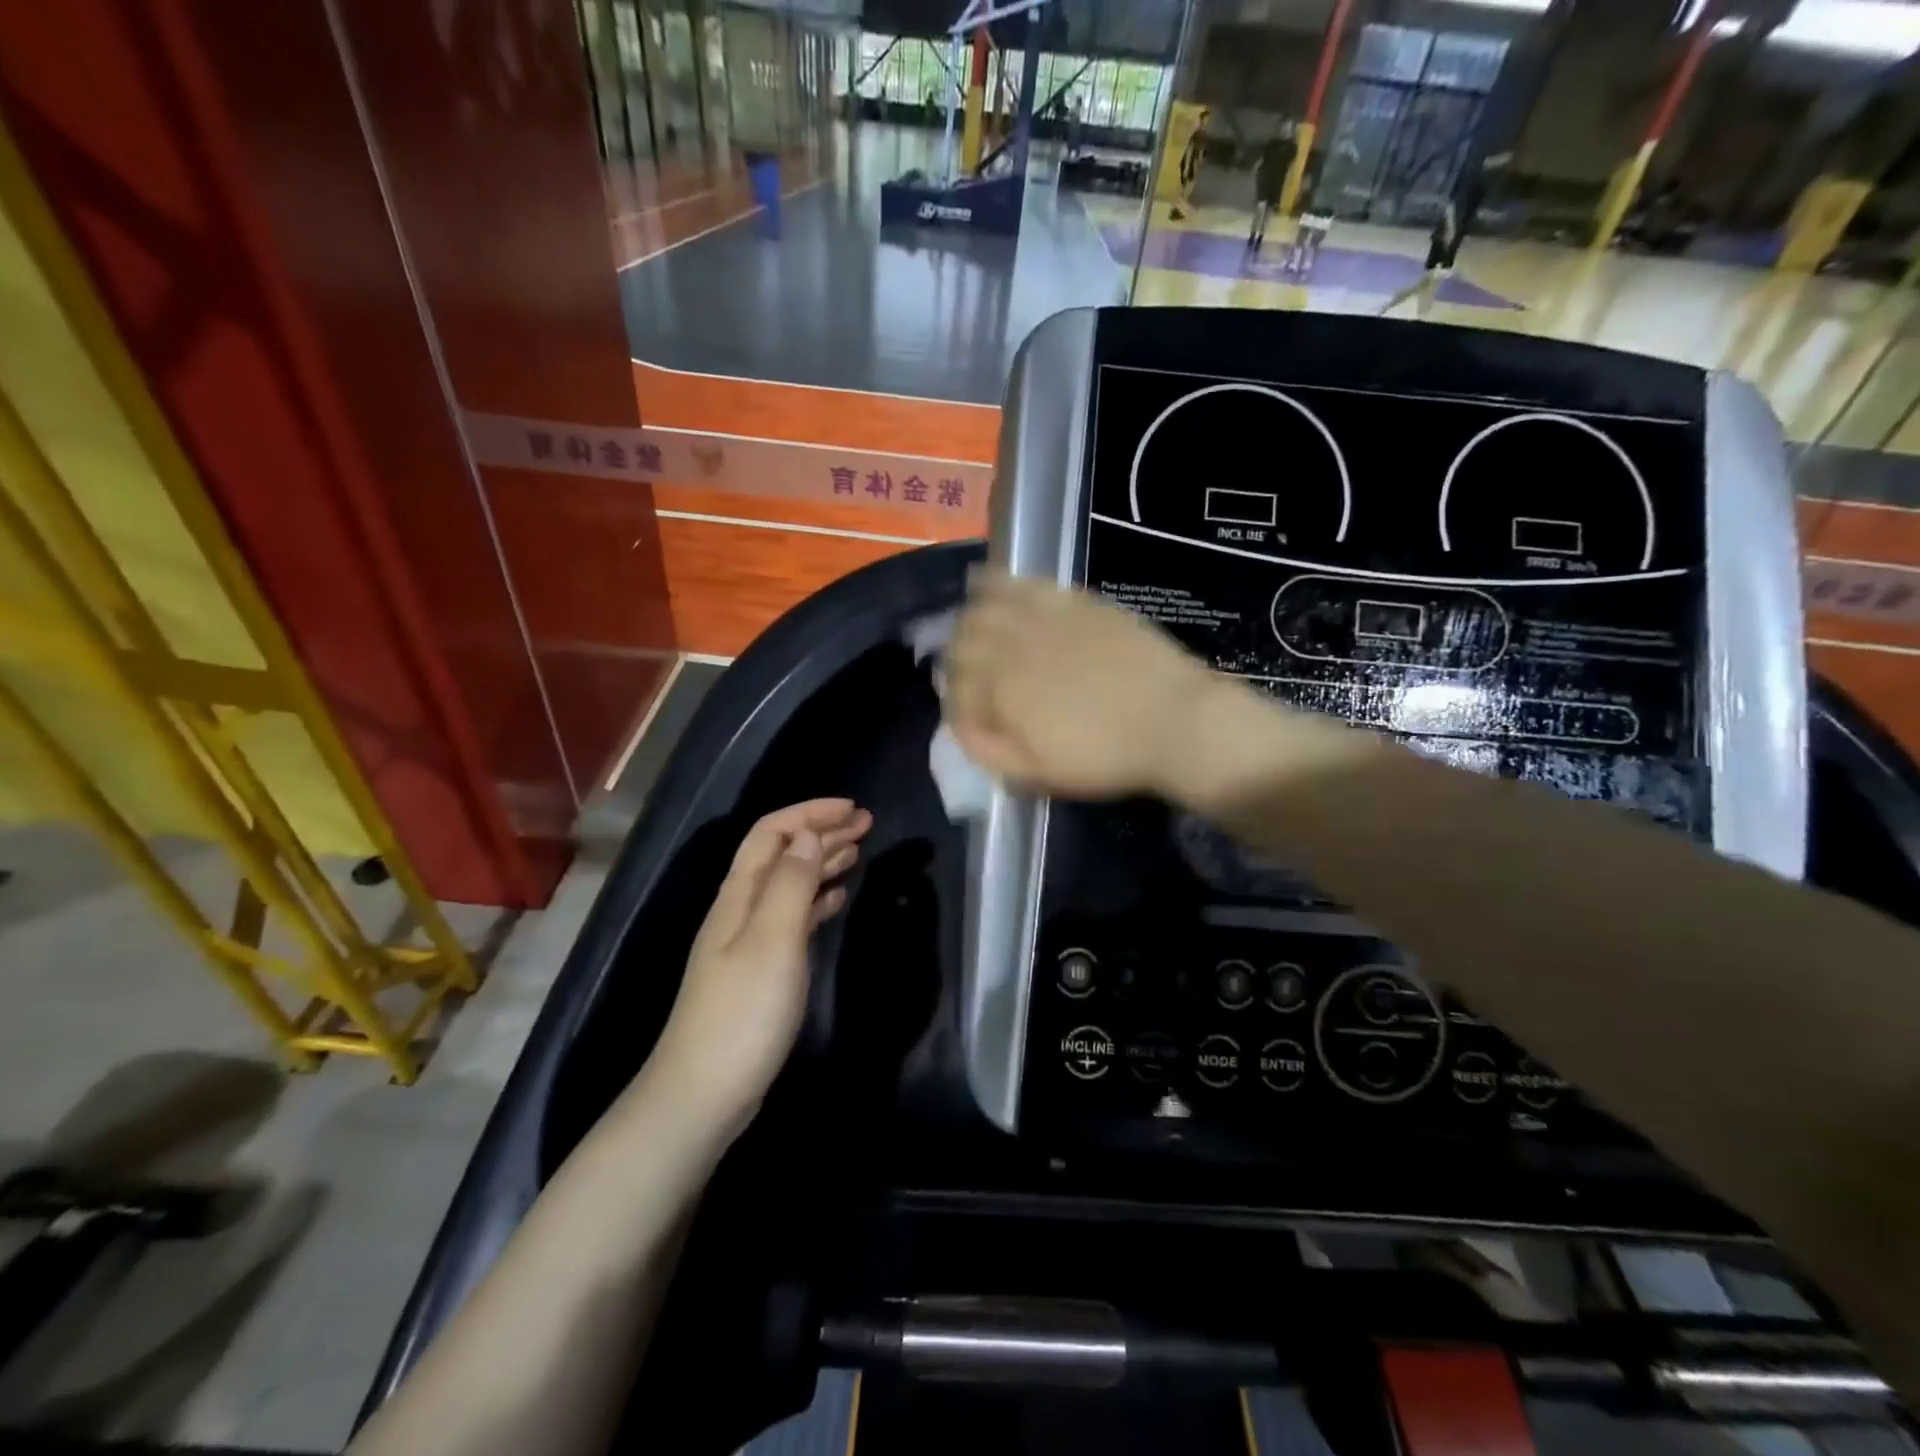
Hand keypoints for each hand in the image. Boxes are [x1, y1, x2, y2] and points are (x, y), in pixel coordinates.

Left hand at [649, 799, 871, 1136]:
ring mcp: (749, 942)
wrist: (704, 1093)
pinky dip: (817, 900)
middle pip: (781, 854)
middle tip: (866, 824)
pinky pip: (793, 918)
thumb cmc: (744, 1012)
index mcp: (739, 895)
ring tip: (858, 851)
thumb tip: (808, 835)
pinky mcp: (761, 971)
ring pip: (789, 885)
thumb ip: (792, 884)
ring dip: (821, 862)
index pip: (771, 833)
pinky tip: (836, 899)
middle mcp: (740, 910)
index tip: (852, 808)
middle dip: (821, 832)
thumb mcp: (773, 940)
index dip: (809, 813)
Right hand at [944, 572, 1222, 799]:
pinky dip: (998, 583)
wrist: (1175, 721)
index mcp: (1001, 688)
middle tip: (968, 677)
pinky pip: (1024, 584)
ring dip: (969, 620)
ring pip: (985, 606)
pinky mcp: (1074, 601)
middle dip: (956, 658)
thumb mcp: (1038, 774)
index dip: (955, 703)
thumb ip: (989, 751)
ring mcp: (1044, 616)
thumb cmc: (1105, 756)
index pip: (955, 686)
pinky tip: (988, 583)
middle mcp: (1013, 644)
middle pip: (963, 639)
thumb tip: (961, 727)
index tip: (968, 717)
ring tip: (971, 630)